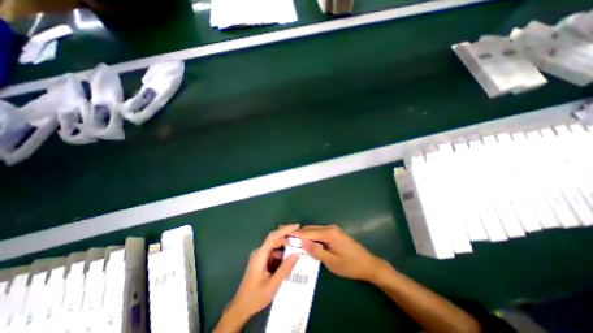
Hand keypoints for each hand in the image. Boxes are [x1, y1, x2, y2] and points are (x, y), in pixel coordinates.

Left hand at [226, 224, 298, 322]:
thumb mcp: (273, 284)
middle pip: (275, 241)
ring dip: (285, 251)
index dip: (285, 229)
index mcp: (260, 254)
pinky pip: (272, 255)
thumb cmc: (255, 296)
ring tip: (296, 256)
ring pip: (275, 249)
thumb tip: (297, 254)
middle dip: (287, 241)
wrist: (240, 308)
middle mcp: (259, 252)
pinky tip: (287, 264)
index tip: (297, 226)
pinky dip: (280, 258)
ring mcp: (259, 257)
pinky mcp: (260, 262)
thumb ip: (285, 268)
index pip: (273, 236)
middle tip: (300, 244)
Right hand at [291, 225, 387, 281]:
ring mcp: (333, 229)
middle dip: (298, 232)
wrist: (369, 264)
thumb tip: (301, 242)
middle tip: (284, 233)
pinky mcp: (335, 232)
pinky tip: (305, 239)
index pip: (308, 232)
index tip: (283, 233)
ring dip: (304, 233)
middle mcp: (330, 228)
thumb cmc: (350, 266)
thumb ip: (316, 251)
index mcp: (329, 234)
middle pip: (310, 228)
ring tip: (292, 236)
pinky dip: (311, 235)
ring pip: (314, 229)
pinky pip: (319, 232)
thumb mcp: (332, 262)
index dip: (295, 233)